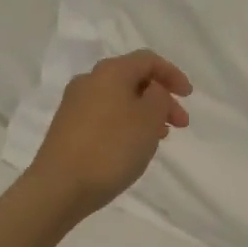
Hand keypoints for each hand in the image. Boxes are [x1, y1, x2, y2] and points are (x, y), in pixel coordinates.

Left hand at [26, 50, 192, 215]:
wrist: (58, 187)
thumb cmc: (111, 148)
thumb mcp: (149, 119)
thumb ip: (159, 97)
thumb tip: (151, 91)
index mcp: (110, 71)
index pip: (148, 60)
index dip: (173, 74)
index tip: (188, 97)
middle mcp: (89, 80)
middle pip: (133, 79)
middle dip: (161, 98)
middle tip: (180, 123)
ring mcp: (74, 105)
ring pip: (120, 99)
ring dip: (145, 113)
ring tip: (160, 137)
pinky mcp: (67, 128)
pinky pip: (105, 116)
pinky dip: (126, 123)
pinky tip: (133, 146)